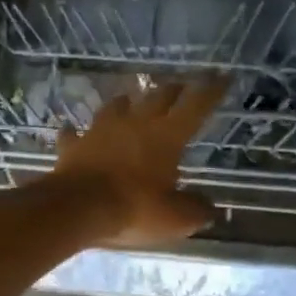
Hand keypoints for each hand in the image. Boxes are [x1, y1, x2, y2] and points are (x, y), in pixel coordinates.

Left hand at [50, 79, 227, 246]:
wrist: (77, 208)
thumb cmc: (134, 209)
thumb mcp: (176, 219)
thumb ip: (196, 210)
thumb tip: (209, 209)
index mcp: (166, 136)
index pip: (196, 106)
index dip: (212, 91)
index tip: (223, 76)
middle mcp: (135, 124)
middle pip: (157, 97)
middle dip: (172, 90)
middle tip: (180, 86)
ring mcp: (100, 131)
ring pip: (116, 107)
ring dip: (126, 102)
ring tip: (130, 100)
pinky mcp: (73, 147)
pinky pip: (74, 135)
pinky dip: (76, 132)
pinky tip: (73, 131)